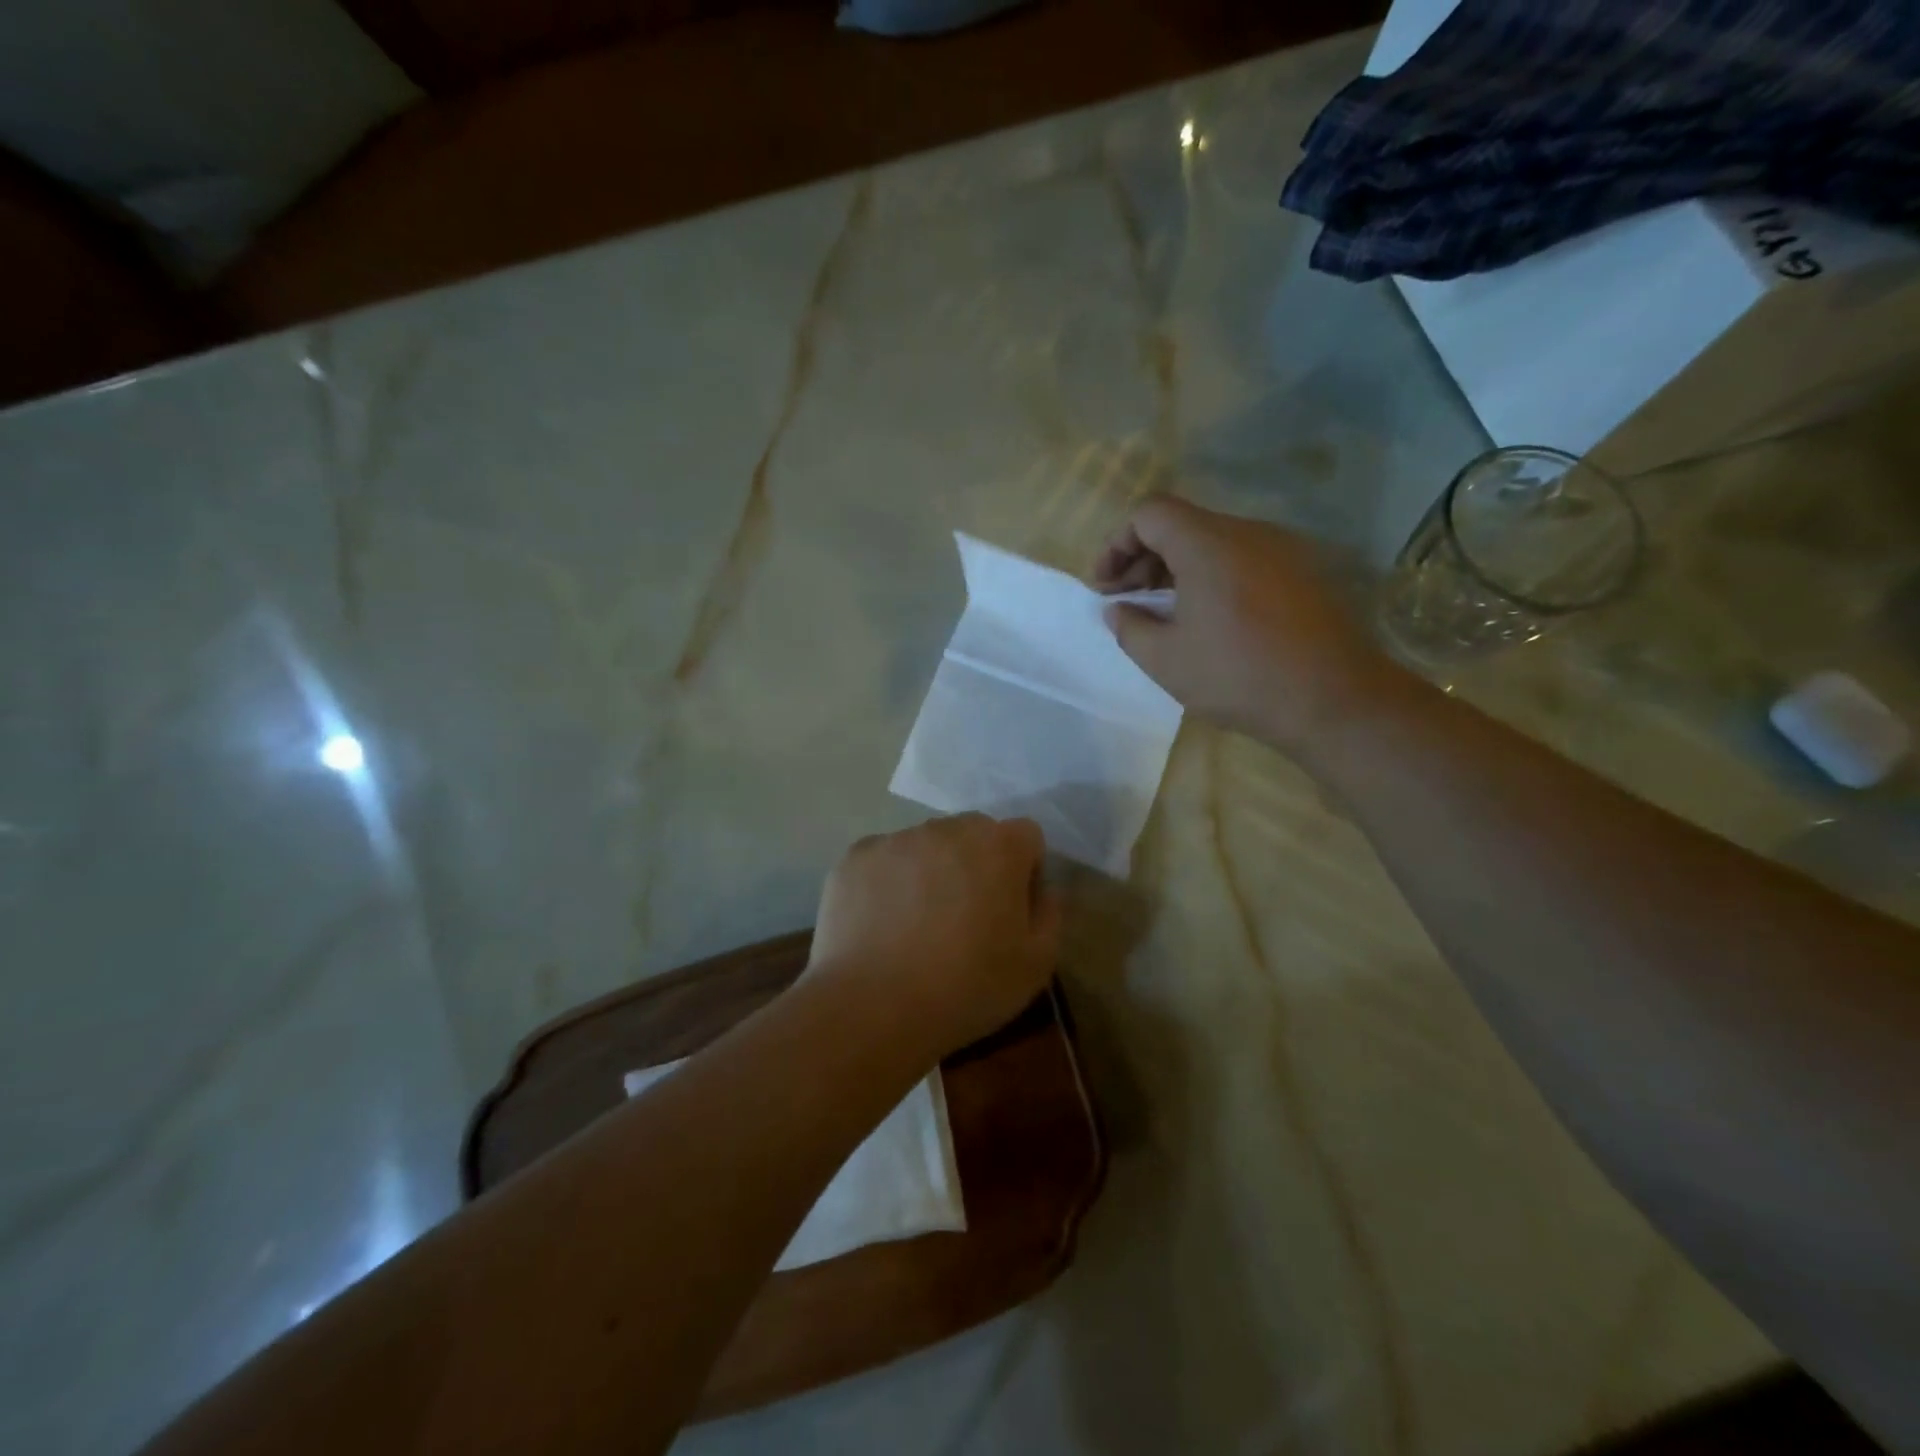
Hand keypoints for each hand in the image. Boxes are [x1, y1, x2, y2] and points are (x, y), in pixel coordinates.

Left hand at [809, 814, 1062, 1054]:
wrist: (873, 1006)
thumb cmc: (967, 987)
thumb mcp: (1036, 965)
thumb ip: (1050, 915)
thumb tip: (1042, 891)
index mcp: (999, 846)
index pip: (1026, 837)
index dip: (1025, 871)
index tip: (1011, 911)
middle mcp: (948, 829)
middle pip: (974, 834)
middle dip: (977, 864)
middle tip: (965, 917)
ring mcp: (897, 839)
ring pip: (927, 845)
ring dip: (931, 870)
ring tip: (917, 925)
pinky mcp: (856, 857)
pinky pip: (884, 860)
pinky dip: (888, 882)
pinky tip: (881, 925)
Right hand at [1094, 495, 1402, 754]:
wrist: (1334, 699)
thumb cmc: (1238, 676)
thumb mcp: (1165, 660)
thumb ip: (1129, 627)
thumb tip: (1118, 609)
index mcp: (1207, 544)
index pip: (1149, 514)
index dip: (1117, 544)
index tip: (1106, 586)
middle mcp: (1247, 533)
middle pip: (1182, 525)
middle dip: (1144, 559)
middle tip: (1128, 602)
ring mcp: (1282, 549)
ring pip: (1215, 543)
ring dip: (1179, 570)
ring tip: (1167, 614)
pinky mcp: (1304, 572)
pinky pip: (1244, 560)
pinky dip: (1214, 578)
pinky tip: (1212, 620)